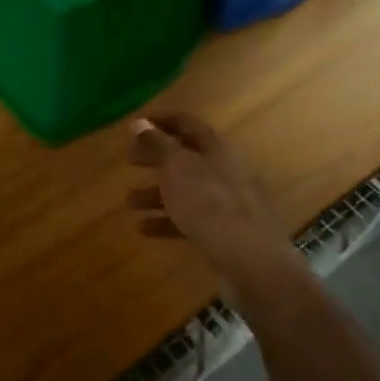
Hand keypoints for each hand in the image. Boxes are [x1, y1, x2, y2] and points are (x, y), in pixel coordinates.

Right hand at [127, 114, 296, 285]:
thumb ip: (157, 144)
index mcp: (216, 148)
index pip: (186, 123)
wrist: (250, 258)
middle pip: (186, 157)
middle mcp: (224, 170)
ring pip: (186, 190)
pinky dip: (167, 220)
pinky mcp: (225, 231)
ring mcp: (227, 202)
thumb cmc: (208, 202)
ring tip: (129, 202)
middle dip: (155, 159)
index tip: (134, 126)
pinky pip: (192, 218)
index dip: (160, 122)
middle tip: (129, 161)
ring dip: (156, 193)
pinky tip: (144, 228)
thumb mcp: (177, 167)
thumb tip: (140, 122)